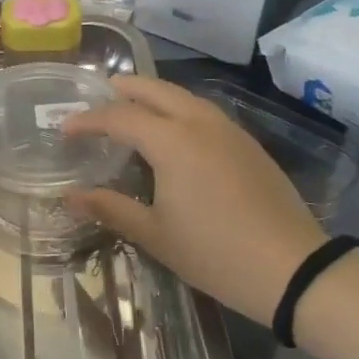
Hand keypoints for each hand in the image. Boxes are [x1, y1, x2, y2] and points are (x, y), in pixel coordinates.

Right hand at [64, 77, 324, 325]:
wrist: (294, 268)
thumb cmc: (215, 252)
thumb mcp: (155, 234)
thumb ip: (110, 208)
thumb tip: (70, 196)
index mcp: (172, 141)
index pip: (119, 117)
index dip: (88, 120)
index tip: (64, 129)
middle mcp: (199, 123)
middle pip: (155, 90)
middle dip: (123, 89)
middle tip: (97, 97)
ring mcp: (228, 130)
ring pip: (183, 97)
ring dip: (153, 96)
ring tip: (131, 109)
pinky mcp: (247, 144)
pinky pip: (203, 112)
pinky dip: (178, 110)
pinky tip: (173, 133)